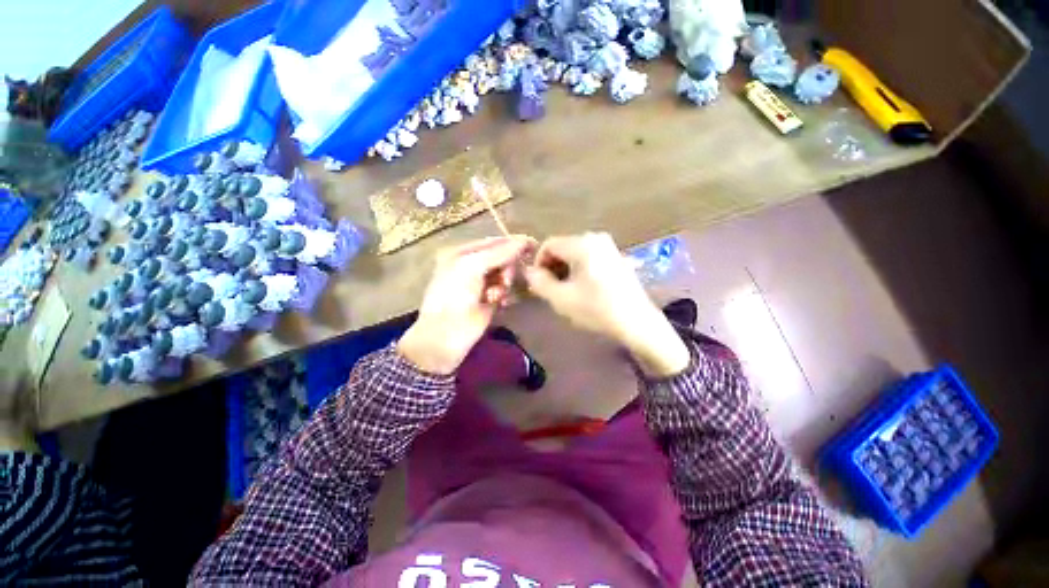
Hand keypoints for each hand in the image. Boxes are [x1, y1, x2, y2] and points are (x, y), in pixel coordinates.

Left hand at [398, 236, 534, 374]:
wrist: (446, 335)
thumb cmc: (454, 296)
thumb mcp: (472, 266)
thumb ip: (499, 253)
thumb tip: (525, 240)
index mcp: (461, 254)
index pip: (492, 243)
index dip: (511, 243)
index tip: (533, 245)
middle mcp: (471, 266)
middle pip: (500, 258)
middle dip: (506, 267)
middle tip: (506, 279)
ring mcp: (480, 284)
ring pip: (504, 274)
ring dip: (505, 282)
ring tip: (497, 294)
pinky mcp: (489, 300)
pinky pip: (505, 291)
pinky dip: (505, 295)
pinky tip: (501, 303)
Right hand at [525, 233, 689, 376]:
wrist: (637, 322)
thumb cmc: (597, 309)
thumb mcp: (561, 298)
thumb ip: (539, 282)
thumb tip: (529, 271)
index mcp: (581, 243)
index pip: (548, 245)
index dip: (538, 263)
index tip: (538, 284)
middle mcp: (595, 237)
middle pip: (562, 247)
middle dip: (552, 267)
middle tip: (550, 290)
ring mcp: (608, 246)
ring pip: (574, 253)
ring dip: (564, 270)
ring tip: (565, 291)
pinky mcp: (616, 256)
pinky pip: (588, 257)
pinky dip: (578, 270)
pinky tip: (582, 288)